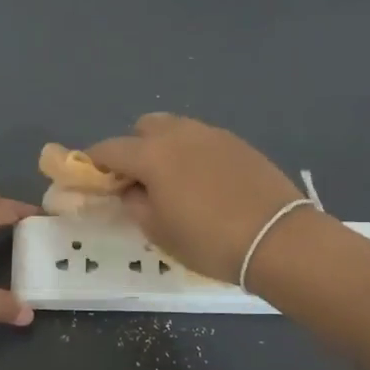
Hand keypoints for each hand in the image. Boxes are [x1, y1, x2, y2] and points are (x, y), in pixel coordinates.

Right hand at [88, 115, 304, 282]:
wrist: (278, 239)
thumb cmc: (209, 240)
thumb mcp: (159, 231)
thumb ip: (135, 204)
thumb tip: (131, 189)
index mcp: (152, 154)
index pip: (109, 149)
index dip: (95, 162)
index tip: (92, 178)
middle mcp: (178, 133)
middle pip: (143, 128)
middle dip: (133, 148)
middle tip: (138, 180)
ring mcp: (211, 134)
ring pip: (175, 129)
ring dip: (164, 147)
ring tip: (173, 180)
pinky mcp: (237, 142)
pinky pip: (202, 139)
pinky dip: (192, 153)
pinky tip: (204, 182)